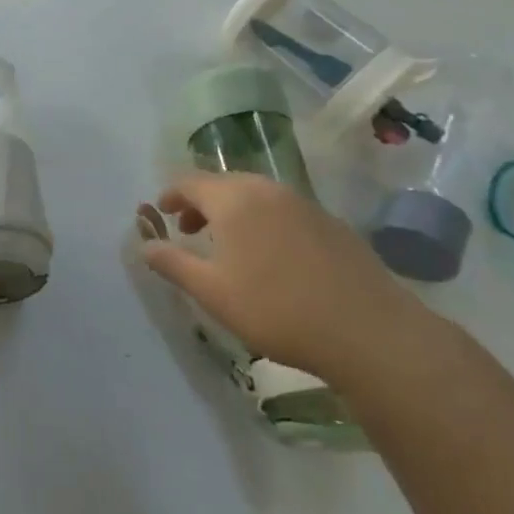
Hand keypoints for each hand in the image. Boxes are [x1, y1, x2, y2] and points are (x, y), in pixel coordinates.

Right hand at [141, 171, 426, 382]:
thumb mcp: (212, 292)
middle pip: (223, 183)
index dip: (171, 195)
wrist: (369, 331)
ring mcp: (303, 204)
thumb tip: (145, 245)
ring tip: (228, 245)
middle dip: (201, 203)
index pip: (190, 181)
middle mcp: (267, 189)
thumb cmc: (276, 309)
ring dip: (233, 211)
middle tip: (189, 230)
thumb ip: (173, 263)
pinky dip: (263, 221)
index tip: (160, 212)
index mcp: (233, 198)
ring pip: (255, 195)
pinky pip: (283, 210)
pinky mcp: (331, 223)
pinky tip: (271, 257)